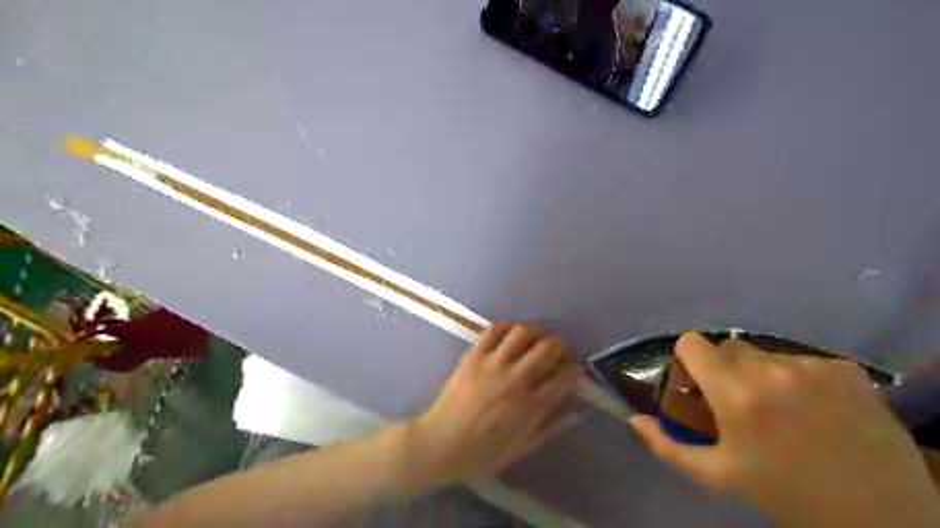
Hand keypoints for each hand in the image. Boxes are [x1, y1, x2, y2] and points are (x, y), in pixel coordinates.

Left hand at [412, 323, 580, 486]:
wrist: (441, 445)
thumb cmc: (483, 453)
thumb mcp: (522, 447)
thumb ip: (550, 426)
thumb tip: (575, 410)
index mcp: (531, 406)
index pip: (564, 375)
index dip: (574, 367)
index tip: (573, 366)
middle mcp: (516, 380)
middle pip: (548, 347)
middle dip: (560, 345)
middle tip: (558, 349)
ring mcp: (493, 364)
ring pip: (523, 333)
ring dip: (536, 331)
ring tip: (537, 337)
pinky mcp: (473, 356)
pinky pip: (494, 330)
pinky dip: (508, 326)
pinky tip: (512, 333)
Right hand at [627, 333, 939, 527]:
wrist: (881, 518)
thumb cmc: (785, 494)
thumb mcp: (717, 476)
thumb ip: (667, 446)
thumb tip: (633, 420)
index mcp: (735, 393)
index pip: (692, 342)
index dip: (689, 361)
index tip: (699, 386)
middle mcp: (771, 369)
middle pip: (728, 346)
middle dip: (725, 369)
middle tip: (739, 403)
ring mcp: (812, 366)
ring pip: (766, 354)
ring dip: (763, 374)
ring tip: (782, 410)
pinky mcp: (846, 369)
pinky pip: (803, 361)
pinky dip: (801, 379)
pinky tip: (817, 410)